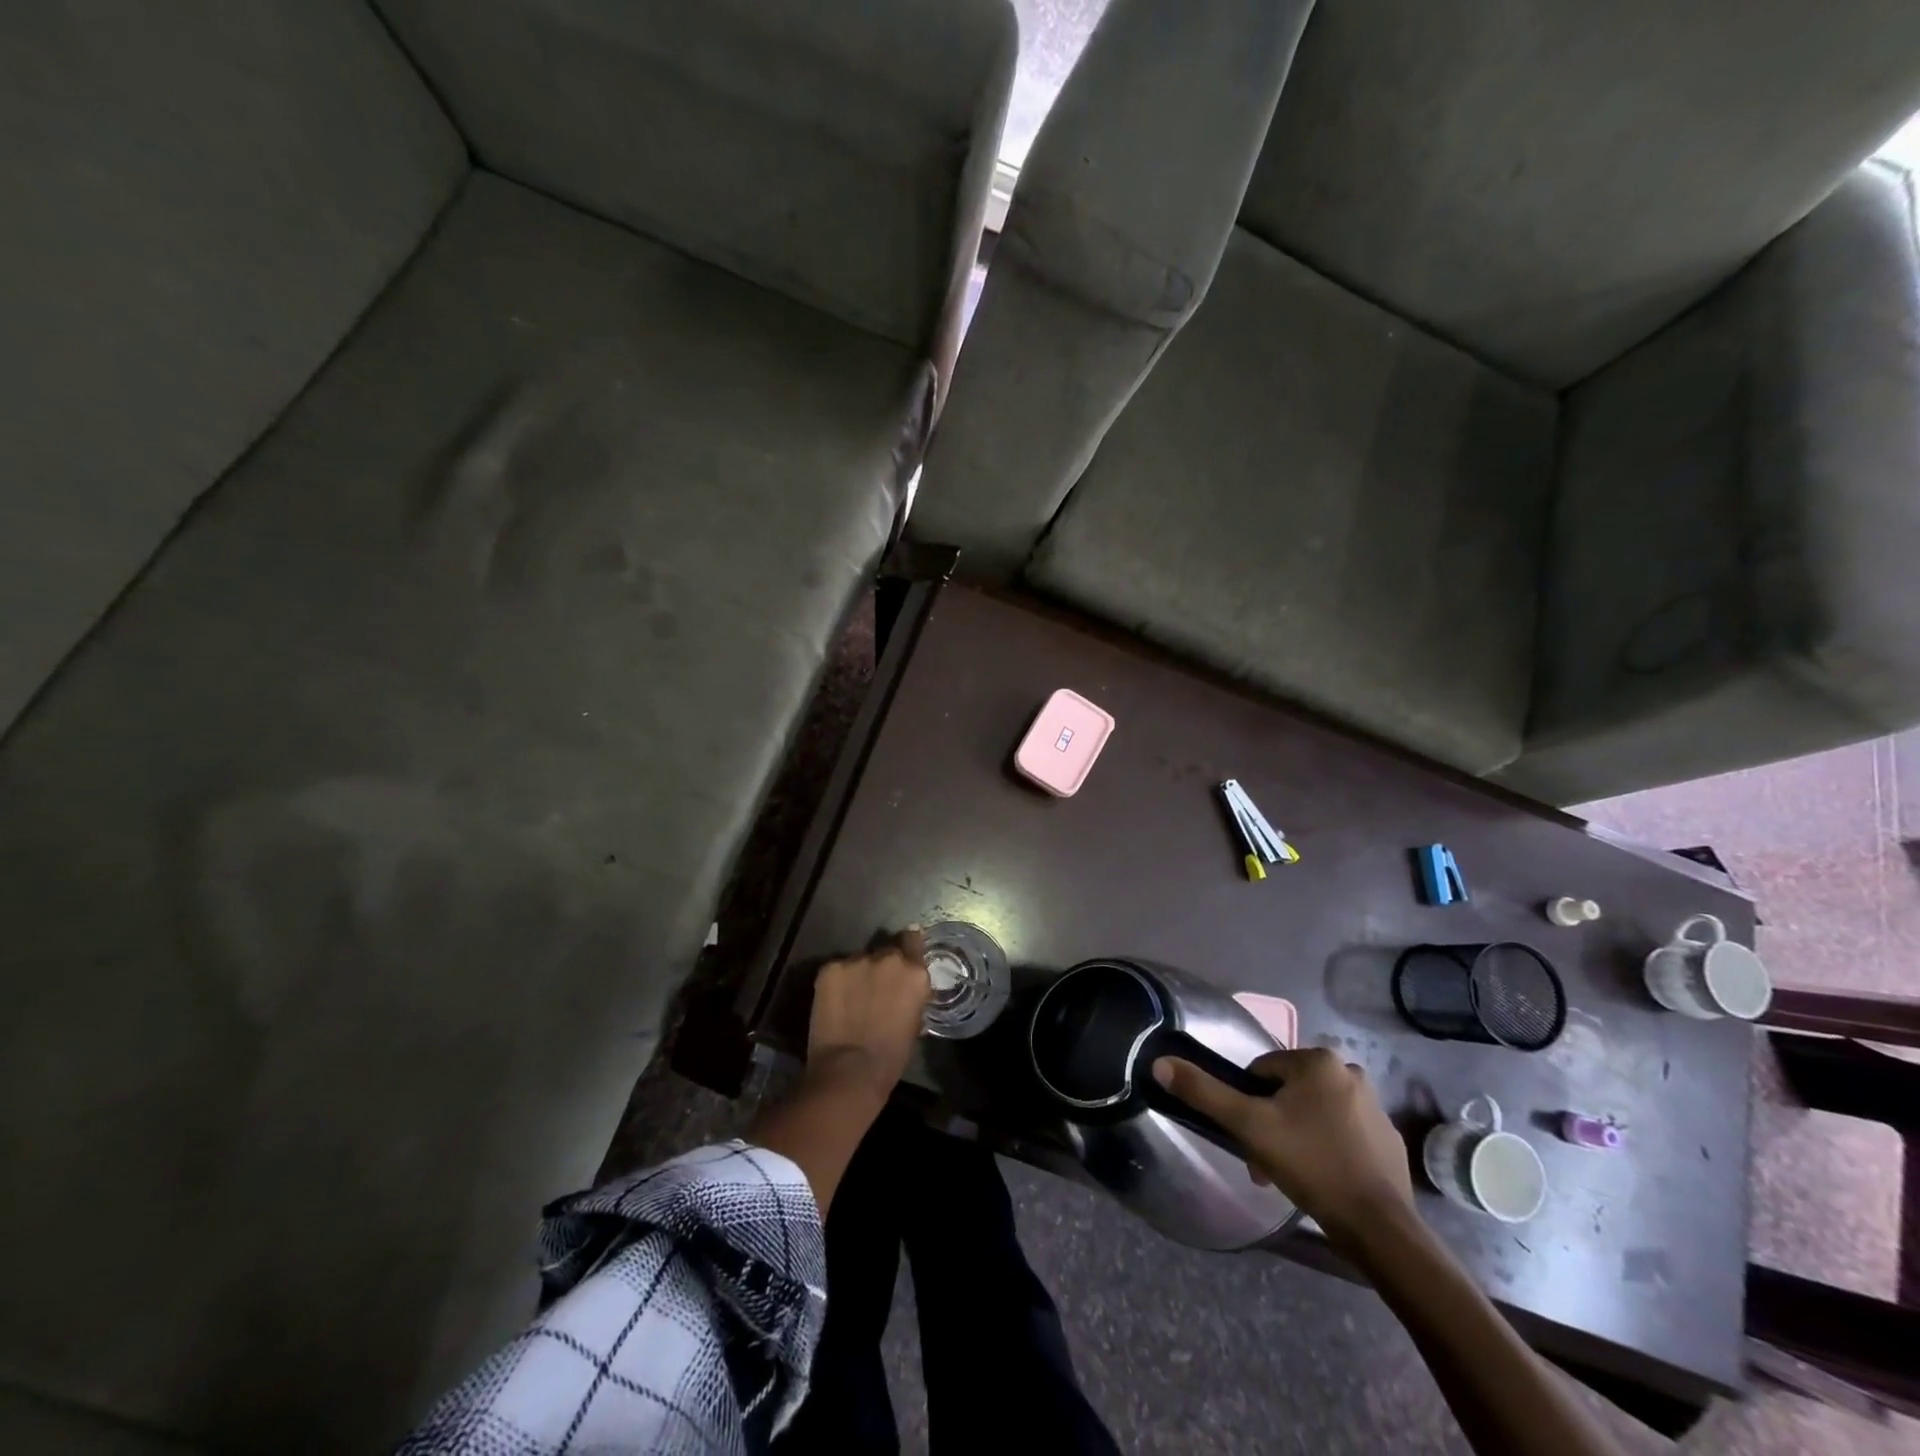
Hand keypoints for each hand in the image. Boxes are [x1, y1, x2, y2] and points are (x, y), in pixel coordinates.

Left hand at [805, 928, 932, 1101]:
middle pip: (886, 951)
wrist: (849, 1071)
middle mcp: (888, 958)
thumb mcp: (914, 1022)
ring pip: (860, 960)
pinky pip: (837, 970)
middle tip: (876, 987)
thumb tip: (906, 989)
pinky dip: (837, 982)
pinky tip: (835, 1003)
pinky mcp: (830, 969)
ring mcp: (856, 961)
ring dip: (859, 974)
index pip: (913, 940)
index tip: (905, 951)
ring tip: (852, 998)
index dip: (909, 945)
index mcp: (914, 972)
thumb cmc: (891, 1057)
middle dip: (883, 965)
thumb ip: (912, 995)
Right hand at [1152, 1046, 1413, 1244]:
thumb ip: (1203, 1092)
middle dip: (1272, 1123)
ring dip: (1298, 1135)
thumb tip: (1160, 1063)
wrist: (1379, 1226)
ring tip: (1290, 1175)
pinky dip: (1329, 1149)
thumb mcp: (1248, 1126)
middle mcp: (1349, 1072)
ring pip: (1316, 1112)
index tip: (1248, 1139)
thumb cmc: (1310, 1164)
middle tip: (1264, 1161)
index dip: (1248, 1104)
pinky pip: (1346, 1133)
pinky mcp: (1391, 1140)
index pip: (1262, 1072)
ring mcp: (1376, 1106)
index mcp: (1317, 1060)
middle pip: (1290, 1092)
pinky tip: (1323, 1180)